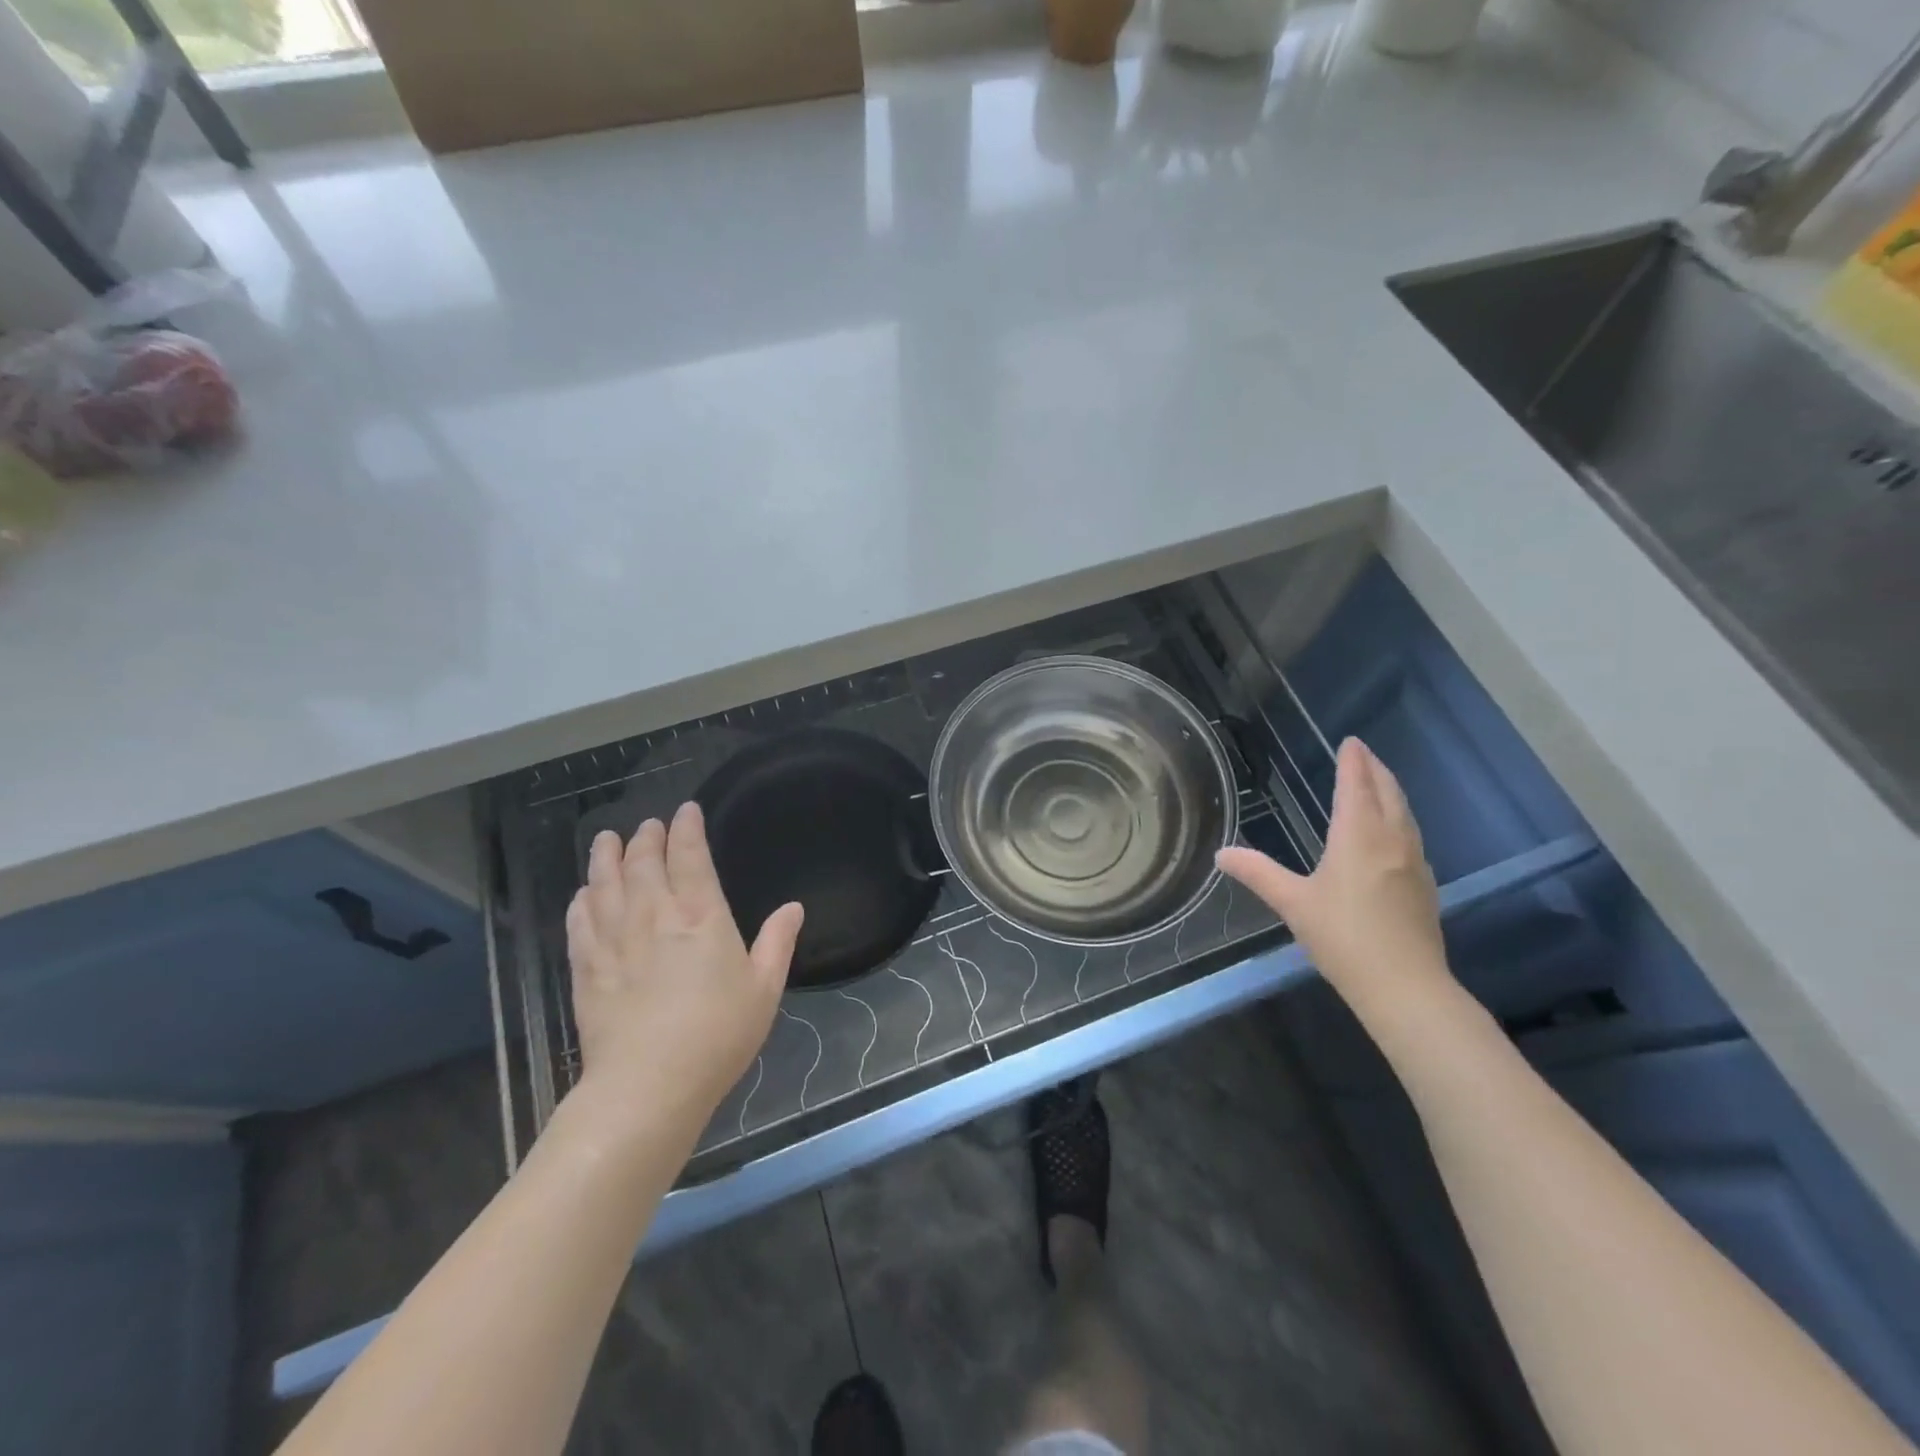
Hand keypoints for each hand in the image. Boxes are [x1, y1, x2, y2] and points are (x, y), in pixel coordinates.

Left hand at [564, 802, 803, 1140]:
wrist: (648, 1086)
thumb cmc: (717, 1035)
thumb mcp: (764, 989)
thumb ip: (777, 942)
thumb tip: (794, 907)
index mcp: (701, 916)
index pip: (690, 857)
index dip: (688, 829)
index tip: (686, 811)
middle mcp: (654, 917)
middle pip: (644, 863)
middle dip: (646, 838)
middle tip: (648, 825)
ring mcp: (615, 941)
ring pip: (605, 885)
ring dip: (606, 858)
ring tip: (606, 840)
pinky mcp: (587, 969)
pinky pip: (579, 923)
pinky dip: (581, 902)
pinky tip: (582, 894)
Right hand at [1217, 738, 1453, 1024]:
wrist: (1405, 986)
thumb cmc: (1343, 937)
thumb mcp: (1292, 903)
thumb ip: (1257, 873)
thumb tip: (1221, 854)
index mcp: (1358, 836)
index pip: (1356, 786)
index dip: (1353, 761)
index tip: (1351, 741)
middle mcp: (1392, 840)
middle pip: (1388, 793)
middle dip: (1375, 769)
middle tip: (1363, 753)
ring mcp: (1414, 862)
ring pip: (1404, 814)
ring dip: (1390, 791)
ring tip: (1377, 783)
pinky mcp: (1425, 885)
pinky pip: (1411, 835)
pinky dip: (1399, 818)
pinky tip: (1391, 832)